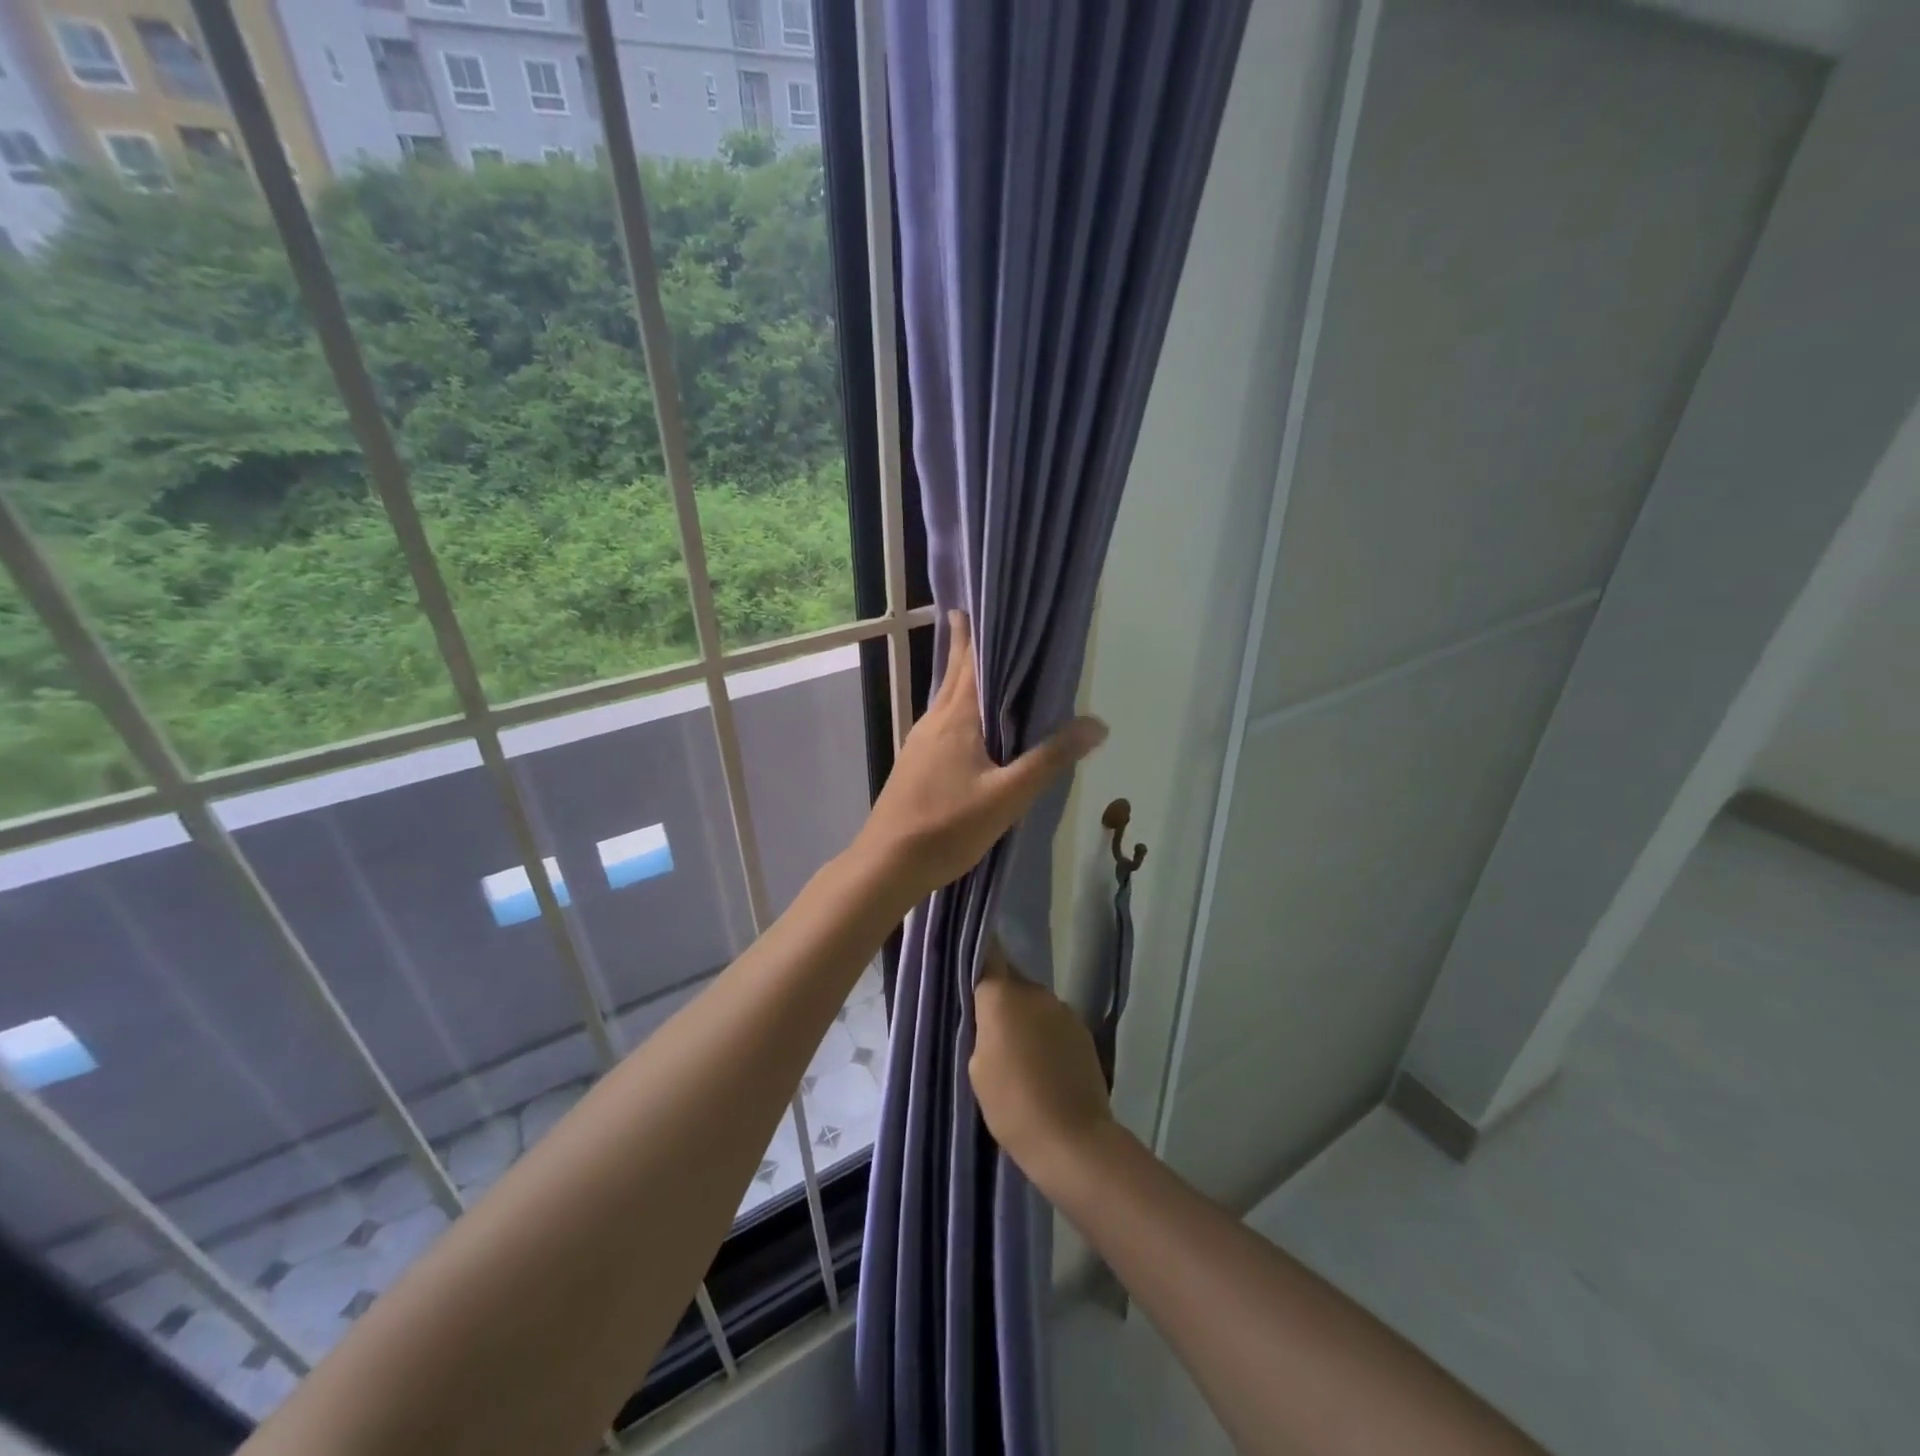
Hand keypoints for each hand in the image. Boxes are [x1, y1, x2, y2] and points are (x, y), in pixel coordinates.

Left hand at [852, 611, 1106, 907]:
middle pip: (953, 674)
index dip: (977, 632)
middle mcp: (934, 721)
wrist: (887, 864)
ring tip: (982, 666)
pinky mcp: (914, 764)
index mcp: (956, 718)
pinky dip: (958, 708)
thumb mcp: (1008, 796)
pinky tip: (968, 725)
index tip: (985, 604)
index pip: (969, 661)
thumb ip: (1050, 760)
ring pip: (945, 699)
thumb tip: (1097, 724)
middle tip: (980, 619)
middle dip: (965, 647)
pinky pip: (941, 723)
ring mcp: (919, 743)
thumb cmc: (947, 826)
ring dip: (961, 677)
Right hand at [970, 941, 1115, 1188]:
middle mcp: (1035, 992)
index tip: (969, 966)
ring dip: (1025, 1018)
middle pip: (1011, 982)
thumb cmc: (1012, 1104)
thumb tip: (992, 1017)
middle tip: (988, 1029)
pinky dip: (1046, 1035)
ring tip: (1017, 1053)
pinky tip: (1042, 1065)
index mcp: (1002, 996)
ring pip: (1034, 1004)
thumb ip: (981, 1030)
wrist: (1072, 1139)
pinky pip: (1054, 1022)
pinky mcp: (1083, 1031)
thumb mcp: (977, 1067)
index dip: (978, 958)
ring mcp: (1063, 1010)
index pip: (988, 956)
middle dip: (1001, 999)